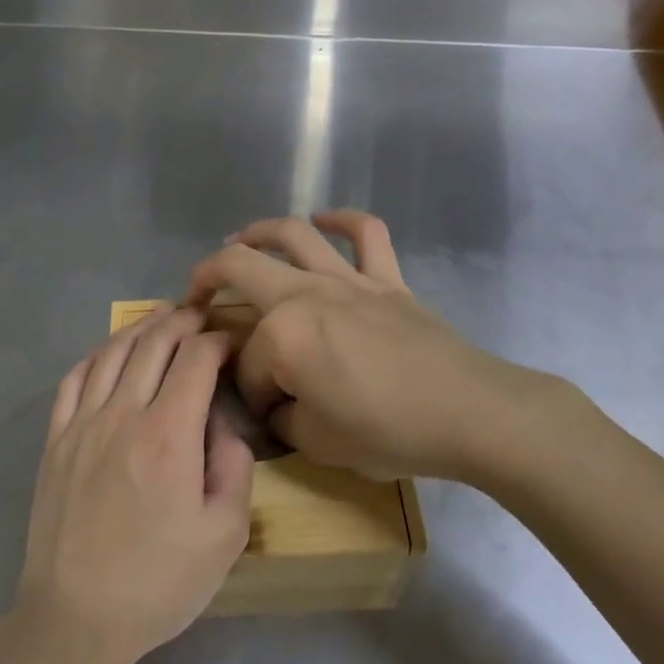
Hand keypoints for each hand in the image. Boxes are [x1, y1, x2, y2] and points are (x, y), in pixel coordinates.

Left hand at [16, 306, 254, 663]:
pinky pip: (74, 380)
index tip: (232, 342)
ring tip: (161, 319)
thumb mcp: (226, 535)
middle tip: (200, 316)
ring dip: (140, 329)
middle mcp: (123, 414)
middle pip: (153, 345)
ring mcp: (82, 424)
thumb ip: (235, 467)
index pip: (196, 360)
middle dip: (181, 322)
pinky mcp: (55, 441)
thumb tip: (222, 425)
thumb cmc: (159, 582)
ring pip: (112, 353)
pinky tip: (109, 352)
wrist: (76, 617)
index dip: (218, 341)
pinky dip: (96, 355)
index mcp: (169, 434)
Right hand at [188, 211, 599, 489]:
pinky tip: (325, 221)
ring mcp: (348, 280)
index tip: (267, 415)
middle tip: (195, 295)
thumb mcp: (318, 443)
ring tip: (241, 238)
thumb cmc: (388, 431)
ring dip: (259, 231)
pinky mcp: (388, 280)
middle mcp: (306, 294)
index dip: (250, 392)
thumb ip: (284, 418)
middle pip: (241, 267)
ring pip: (294, 235)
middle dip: (207, 278)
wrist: (469, 413)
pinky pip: (367, 234)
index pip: (249, 363)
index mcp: (283, 335)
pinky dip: (343, 220)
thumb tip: (278, 403)